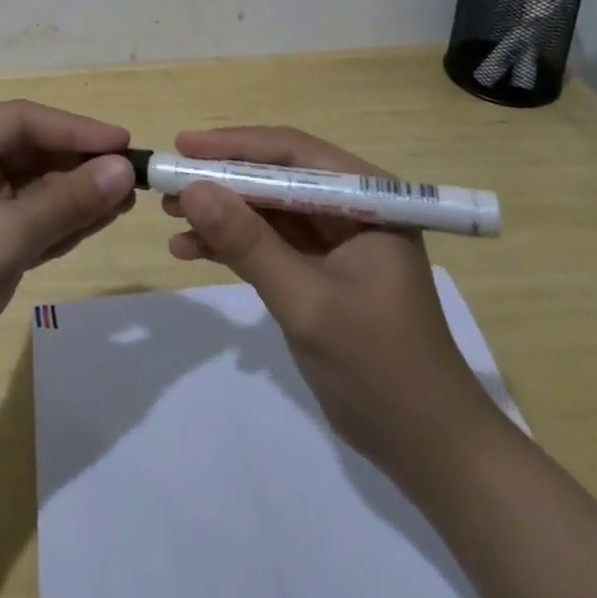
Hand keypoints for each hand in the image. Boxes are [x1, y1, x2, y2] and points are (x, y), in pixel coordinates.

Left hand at [0, 101, 135, 409]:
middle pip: (28, 150)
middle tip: (131, 175)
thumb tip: (124, 169)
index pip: (19, 120)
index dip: (73, 129)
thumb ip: (66, 201)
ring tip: (126, 198)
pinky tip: (100, 220)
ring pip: (33, 186)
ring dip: (76, 193)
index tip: (123, 142)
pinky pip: (29, 218)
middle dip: (77, 164)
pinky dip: (62, 221)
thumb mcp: (4, 239)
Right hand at [162, 126, 495, 462]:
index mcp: (367, 198)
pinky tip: (190, 250)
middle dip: (222, 180)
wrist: (428, 451)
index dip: (235, 145)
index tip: (184, 147)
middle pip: (277, 177)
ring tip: (169, 215)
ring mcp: (337, 239)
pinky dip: (233, 245)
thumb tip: (192, 189)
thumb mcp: (307, 302)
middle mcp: (352, 207)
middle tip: (168, 182)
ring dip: (222, 212)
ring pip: (268, 208)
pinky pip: (270, 243)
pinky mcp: (321, 270)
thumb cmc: (379, 368)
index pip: (293, 153)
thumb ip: (249, 243)